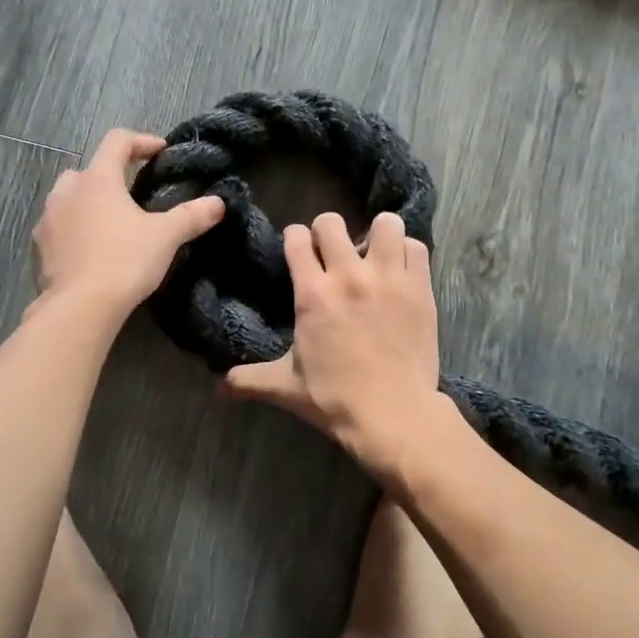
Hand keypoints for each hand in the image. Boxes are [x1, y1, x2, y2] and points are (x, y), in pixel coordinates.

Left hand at [31, 129, 224, 318]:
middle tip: (131, 194)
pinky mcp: (39, 248)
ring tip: (110, 223)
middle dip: (110, 176)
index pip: (117, 142)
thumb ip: (192, 216)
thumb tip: (218, 203)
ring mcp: (48, 219)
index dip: (140, 141)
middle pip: (89, 170)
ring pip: (68, 198)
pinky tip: (90, 250)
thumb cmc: (124, 261)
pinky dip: (73, 230)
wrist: (80, 307)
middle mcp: (67, 191)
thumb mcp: (165, 237)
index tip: (159, 151)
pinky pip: (58, 228)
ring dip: (88, 203)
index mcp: (98, 179)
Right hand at [223, 211, 445, 467]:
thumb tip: (218, 389)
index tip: (299, 250)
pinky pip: (416, 247)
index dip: (294, 239)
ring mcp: (388, 278)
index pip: (297, 238)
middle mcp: (349, 276)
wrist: (394, 415)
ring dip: (376, 234)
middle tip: (333, 253)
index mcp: (313, 295)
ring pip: (385, 224)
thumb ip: (249, 380)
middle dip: (328, 232)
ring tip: (373, 255)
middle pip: (332, 222)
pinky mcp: (420, 288)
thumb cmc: (336, 399)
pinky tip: (399, 269)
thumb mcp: (286, 388)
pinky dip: (406, 251)